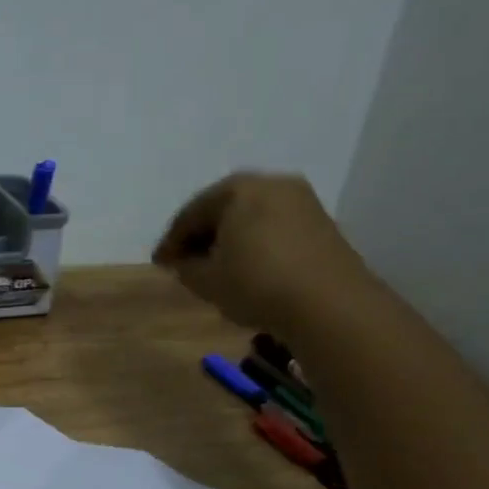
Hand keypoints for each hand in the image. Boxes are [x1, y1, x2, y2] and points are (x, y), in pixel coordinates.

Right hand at [152, 172, 374, 337]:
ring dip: (230, 240)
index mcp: (237, 189)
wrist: (329, 304)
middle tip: (184, 262)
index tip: (159, 264)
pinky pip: (274, 228)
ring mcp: (302, 201)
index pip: (191, 213)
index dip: (171, 242)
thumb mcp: (204, 280)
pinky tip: (247, 268)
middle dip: (202, 236)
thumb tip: (184, 260)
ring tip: (215, 268)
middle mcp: (271, 184)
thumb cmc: (256, 284)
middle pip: (223, 209)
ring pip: (251, 218)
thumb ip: (184, 266)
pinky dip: (255, 244)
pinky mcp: (322, 223)